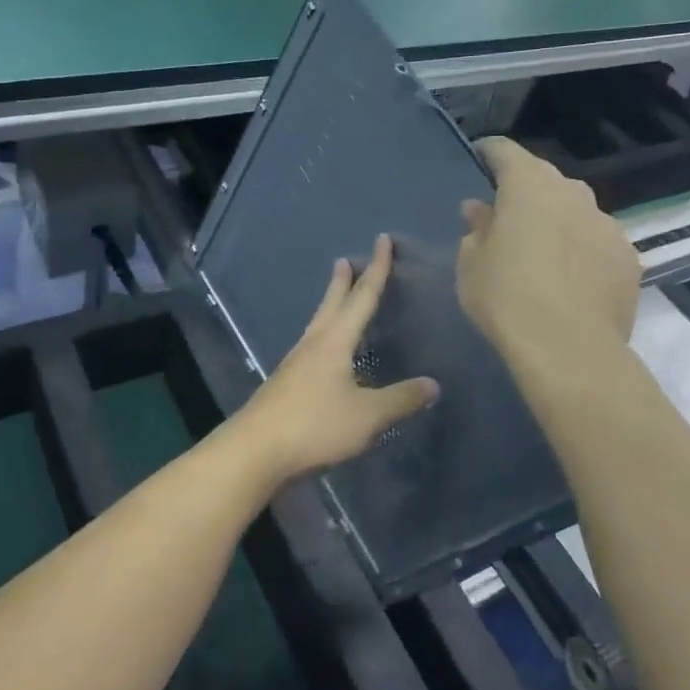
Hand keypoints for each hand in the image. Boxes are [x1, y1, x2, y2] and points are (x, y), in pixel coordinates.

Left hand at [227, 234, 439, 485]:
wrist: (256, 449)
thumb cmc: (315, 424)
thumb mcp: (367, 415)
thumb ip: (400, 399)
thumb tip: (433, 384)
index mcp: (335, 341)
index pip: (362, 297)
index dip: (377, 269)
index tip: (382, 240)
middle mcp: (314, 343)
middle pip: (332, 304)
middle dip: (343, 282)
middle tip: (345, 261)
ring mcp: (296, 363)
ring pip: (318, 324)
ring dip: (330, 306)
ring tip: (336, 298)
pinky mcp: (286, 384)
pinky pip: (311, 347)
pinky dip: (324, 336)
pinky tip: (326, 353)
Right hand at [456, 137, 638, 360]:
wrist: (569, 348)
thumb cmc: (506, 298)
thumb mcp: (471, 264)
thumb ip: (477, 228)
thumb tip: (481, 210)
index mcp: (528, 185)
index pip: (505, 151)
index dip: (489, 152)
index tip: (479, 158)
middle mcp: (573, 193)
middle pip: (544, 179)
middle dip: (525, 191)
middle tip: (507, 216)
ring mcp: (607, 224)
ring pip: (575, 210)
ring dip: (558, 221)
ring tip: (543, 251)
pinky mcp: (629, 257)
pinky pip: (598, 242)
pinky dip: (583, 250)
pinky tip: (572, 278)